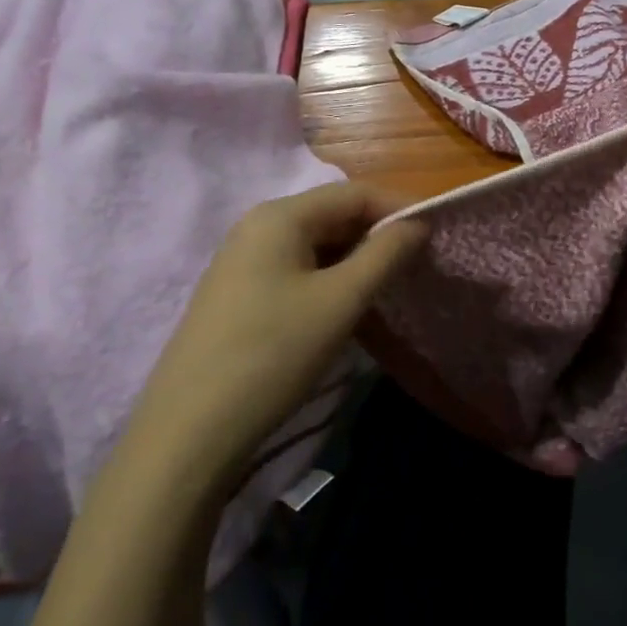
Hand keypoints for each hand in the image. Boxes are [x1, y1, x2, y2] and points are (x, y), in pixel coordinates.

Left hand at [134, 182, 427, 469]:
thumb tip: (418, 223)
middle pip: (333, 214)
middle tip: (416, 265)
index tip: (436, 236)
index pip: (354, 193)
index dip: (399, 208)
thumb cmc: (273, 354)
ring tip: (388, 287)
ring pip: (316, 244)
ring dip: (356, 258)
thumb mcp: (341, 301)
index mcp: (280, 216)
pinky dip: (330, 277)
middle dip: (378, 234)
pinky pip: (296, 268)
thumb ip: (385, 254)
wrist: (190, 432)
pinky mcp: (238, 293)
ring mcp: (243, 260)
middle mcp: (257, 226)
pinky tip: (344, 306)